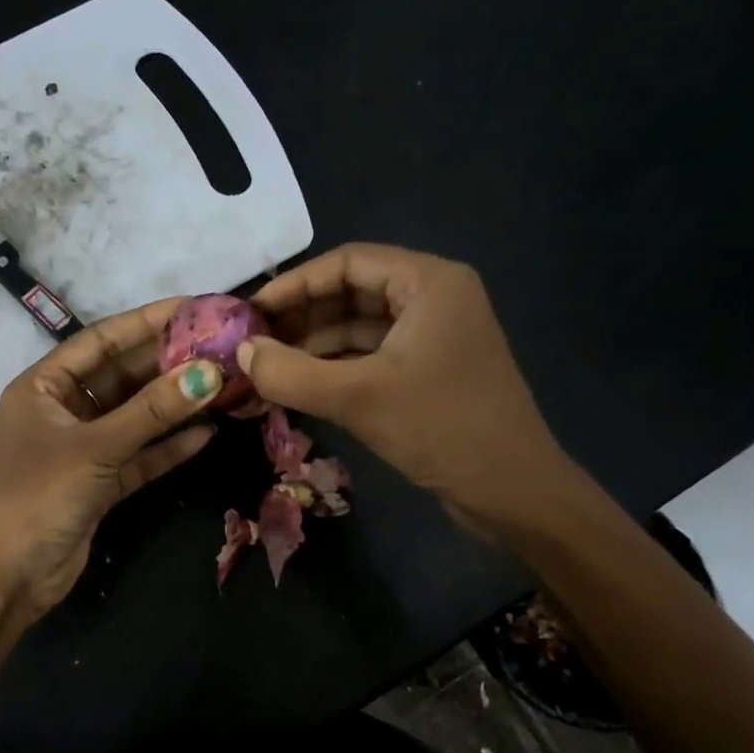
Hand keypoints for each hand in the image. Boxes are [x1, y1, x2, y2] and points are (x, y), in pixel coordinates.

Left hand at [0, 299, 222, 617]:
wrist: (8, 577)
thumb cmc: (38, 496)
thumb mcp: (95, 448)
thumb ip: (152, 412)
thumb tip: (210, 374)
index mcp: (44, 387)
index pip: (101, 341)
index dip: (147, 323)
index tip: (195, 308)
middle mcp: (63, 410)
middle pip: (122, 377)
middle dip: (168, 364)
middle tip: (220, 348)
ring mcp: (82, 448)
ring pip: (135, 417)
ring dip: (174, 405)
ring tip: (223, 385)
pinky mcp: (99, 483)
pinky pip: (138, 455)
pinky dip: (167, 447)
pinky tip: (206, 433)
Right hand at [240, 243, 572, 530]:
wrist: (512, 491)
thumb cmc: (441, 428)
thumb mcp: (357, 397)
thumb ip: (290, 373)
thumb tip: (240, 353)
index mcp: (429, 282)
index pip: (347, 261)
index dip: (295, 284)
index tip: (251, 312)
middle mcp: (435, 298)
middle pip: (353, 291)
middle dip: (303, 316)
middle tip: (255, 343)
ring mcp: (435, 337)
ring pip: (361, 327)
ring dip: (316, 345)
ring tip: (270, 368)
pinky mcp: (431, 372)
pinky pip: (374, 356)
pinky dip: (337, 368)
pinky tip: (303, 387)